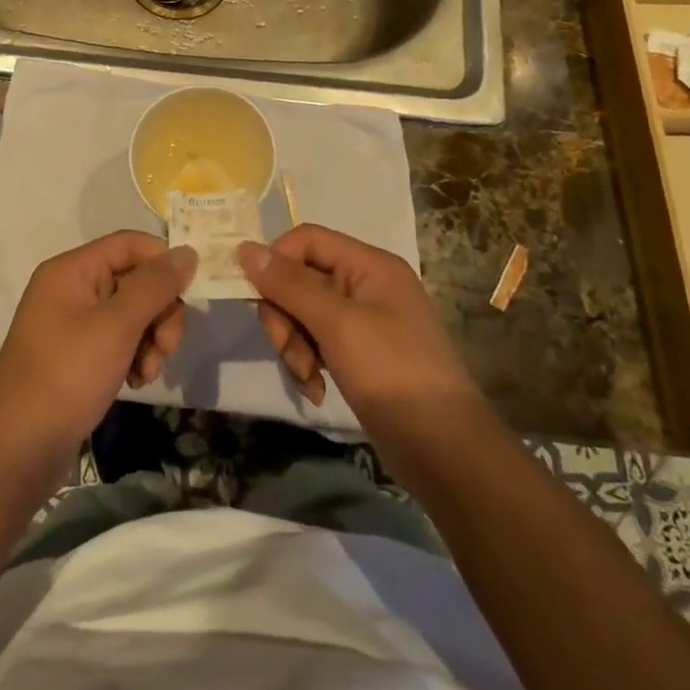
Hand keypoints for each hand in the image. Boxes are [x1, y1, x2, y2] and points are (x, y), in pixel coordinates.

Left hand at [0, 232, 196, 463]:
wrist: (18, 450)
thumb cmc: (66, 377)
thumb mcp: (116, 327)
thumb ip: (154, 286)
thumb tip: (188, 251)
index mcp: (72, 270)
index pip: (131, 244)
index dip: (163, 262)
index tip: (190, 294)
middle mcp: (72, 289)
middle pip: (135, 279)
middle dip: (160, 311)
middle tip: (166, 346)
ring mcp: (74, 323)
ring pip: (133, 313)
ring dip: (151, 339)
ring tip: (148, 372)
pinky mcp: (79, 354)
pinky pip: (119, 340)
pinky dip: (135, 357)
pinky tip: (136, 382)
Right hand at [238, 225, 479, 432]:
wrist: (443, 450)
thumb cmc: (391, 373)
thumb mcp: (337, 324)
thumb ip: (289, 284)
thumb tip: (245, 248)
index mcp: (370, 265)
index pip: (307, 240)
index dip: (276, 262)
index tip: (257, 298)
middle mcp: (367, 285)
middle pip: (302, 278)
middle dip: (285, 315)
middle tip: (286, 348)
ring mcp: (365, 321)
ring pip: (305, 313)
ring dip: (295, 344)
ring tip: (307, 376)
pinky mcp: (361, 354)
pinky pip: (319, 342)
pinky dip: (309, 362)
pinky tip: (315, 389)